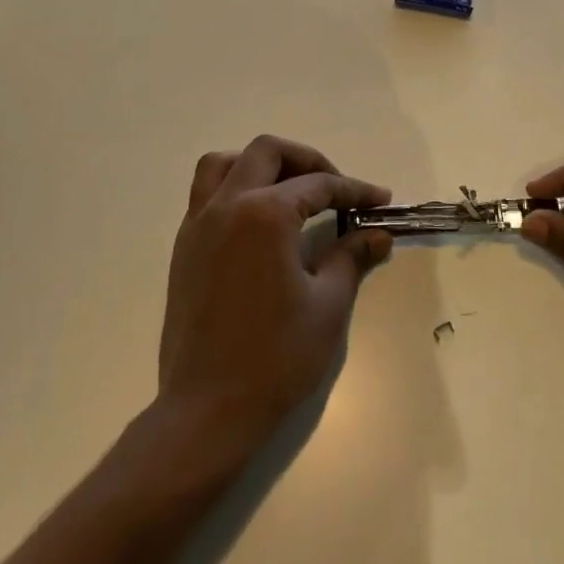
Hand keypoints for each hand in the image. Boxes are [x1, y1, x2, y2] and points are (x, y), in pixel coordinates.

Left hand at [158, 135, 393, 454]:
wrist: (207, 410)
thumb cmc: (276, 358)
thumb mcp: (328, 305)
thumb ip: (352, 257)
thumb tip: (378, 234)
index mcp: (265, 214)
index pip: (318, 185)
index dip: (354, 190)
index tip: (380, 200)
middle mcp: (227, 205)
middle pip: (267, 152)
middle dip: (307, 161)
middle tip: (335, 187)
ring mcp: (199, 224)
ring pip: (225, 164)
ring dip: (260, 165)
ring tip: (288, 191)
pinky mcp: (184, 247)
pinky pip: (206, 194)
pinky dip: (234, 188)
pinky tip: (258, 222)